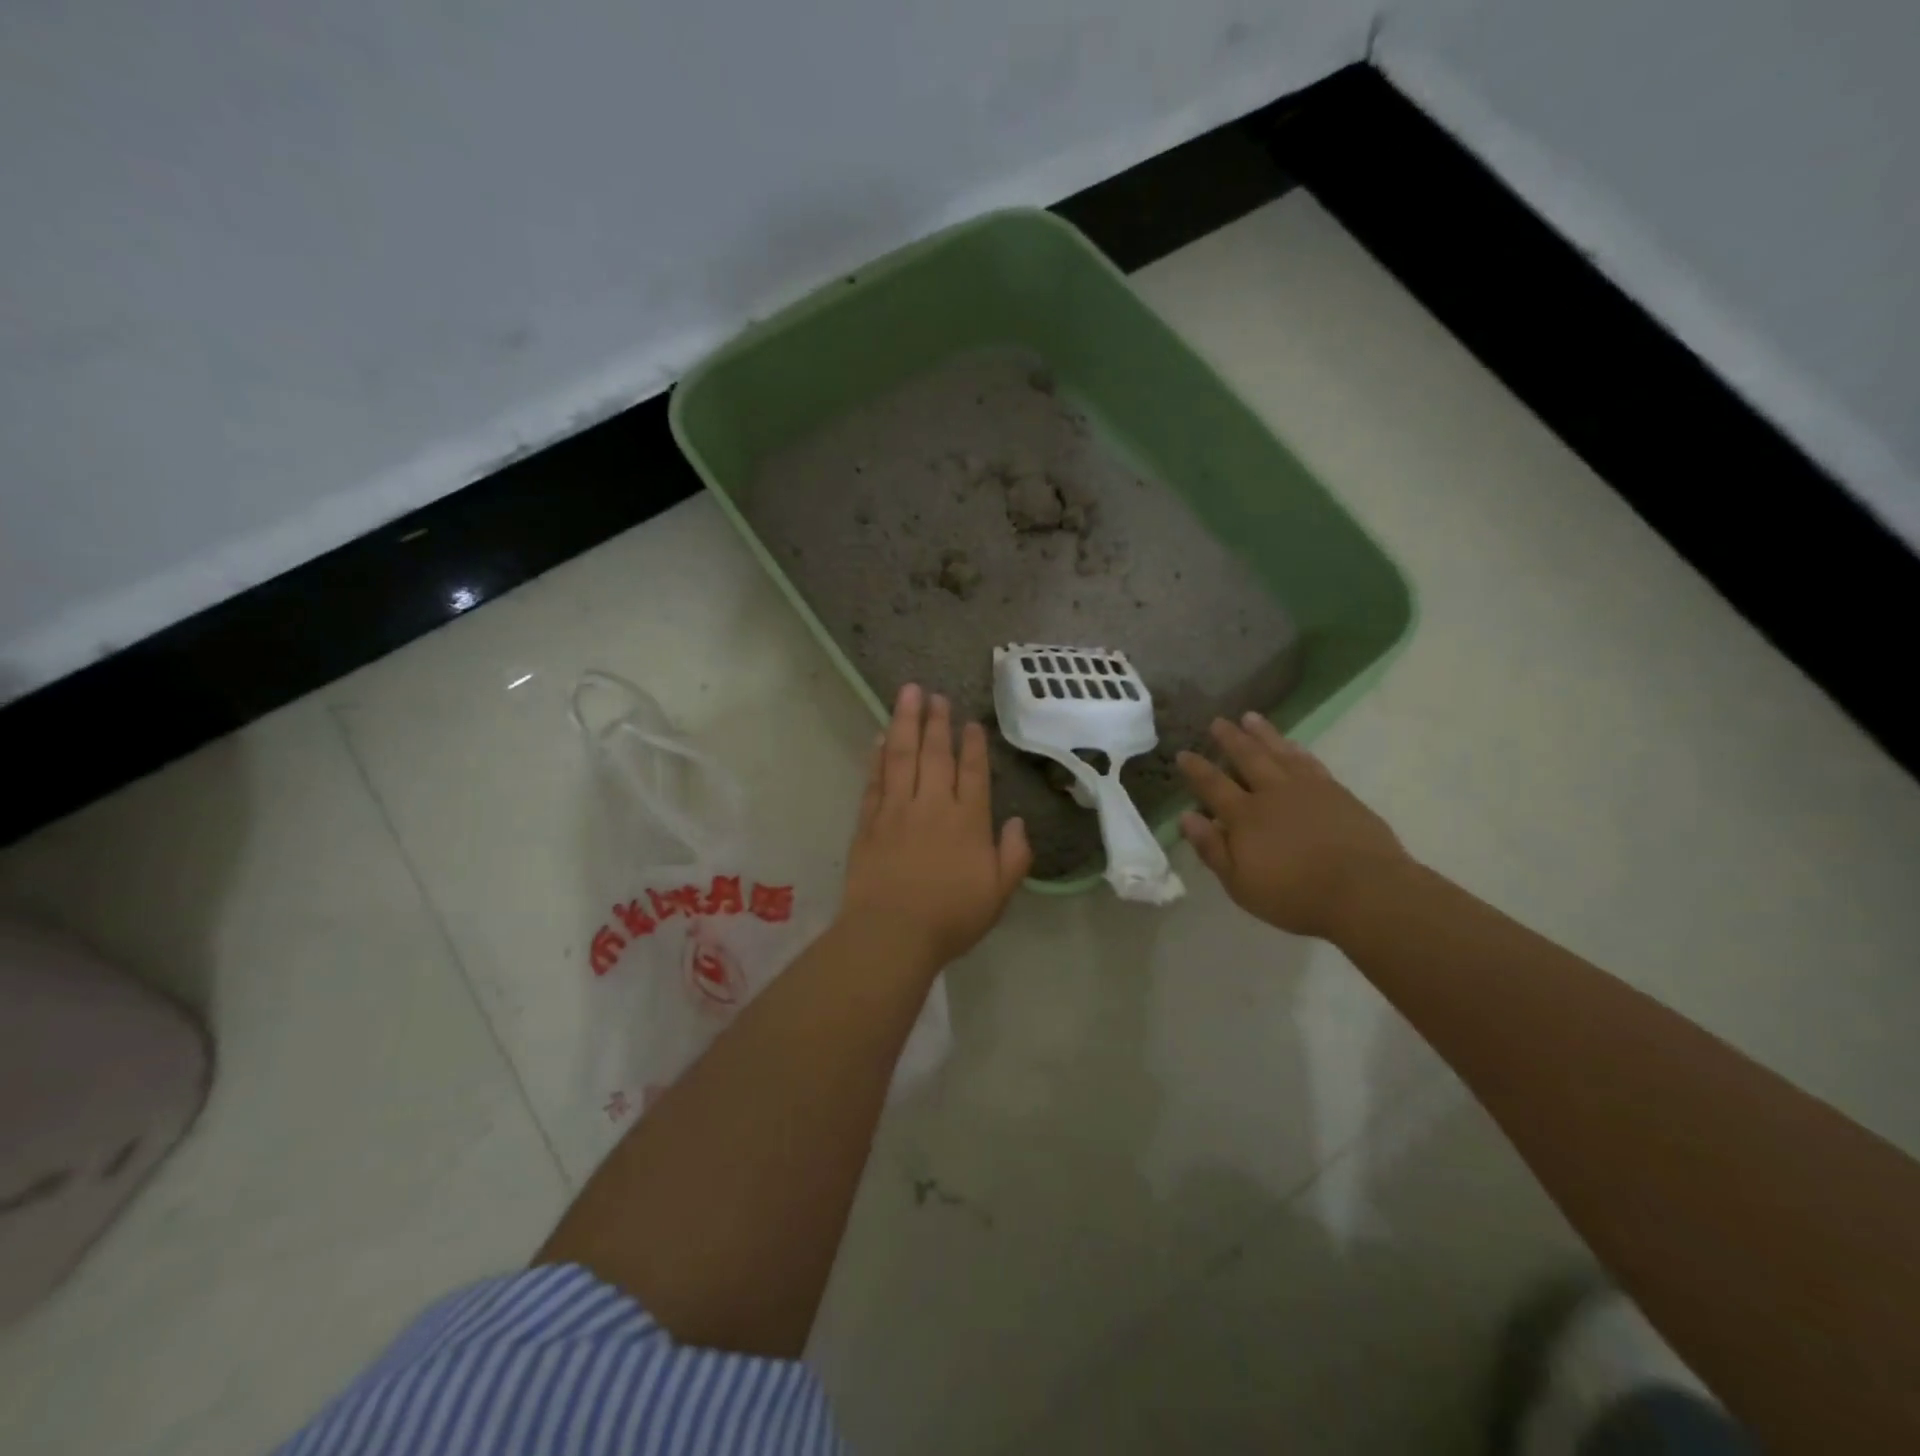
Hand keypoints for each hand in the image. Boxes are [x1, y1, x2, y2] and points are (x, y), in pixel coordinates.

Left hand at [840, 684, 1031, 972]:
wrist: (891, 933)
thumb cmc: (950, 917)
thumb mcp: (999, 894)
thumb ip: (1014, 856)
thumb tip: (1018, 822)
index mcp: (968, 821)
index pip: (972, 772)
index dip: (972, 745)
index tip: (970, 722)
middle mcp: (932, 806)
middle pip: (935, 754)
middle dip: (937, 721)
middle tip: (935, 694)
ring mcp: (896, 810)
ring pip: (901, 756)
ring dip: (905, 723)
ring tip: (907, 694)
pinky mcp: (868, 822)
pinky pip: (874, 780)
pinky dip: (877, 757)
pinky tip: (878, 738)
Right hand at [1177, 714, 1409, 940]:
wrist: (1364, 891)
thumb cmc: (1295, 895)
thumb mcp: (1241, 884)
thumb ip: (1212, 849)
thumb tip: (1186, 817)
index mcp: (1244, 816)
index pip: (1213, 785)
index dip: (1196, 769)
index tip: (1183, 753)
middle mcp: (1272, 793)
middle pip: (1247, 758)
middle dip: (1230, 739)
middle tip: (1218, 721)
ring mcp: (1307, 789)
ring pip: (1279, 752)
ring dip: (1263, 734)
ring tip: (1250, 718)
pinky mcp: (1336, 792)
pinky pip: (1310, 762)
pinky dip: (1296, 750)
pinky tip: (1292, 744)